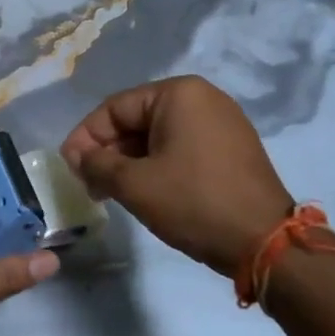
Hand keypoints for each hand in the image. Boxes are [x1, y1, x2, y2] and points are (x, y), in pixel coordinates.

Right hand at [62, 76, 291, 276]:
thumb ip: (97, 164)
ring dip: (130, 161)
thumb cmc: (194, 202)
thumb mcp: (135, 184)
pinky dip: (157, 164)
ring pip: (158, 135)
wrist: (265, 241)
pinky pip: (182, 147)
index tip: (69, 167)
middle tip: (89, 184)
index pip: (115, 108)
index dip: (85, 137)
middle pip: (137, 119)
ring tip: (112, 192)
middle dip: (108, 151)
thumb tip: (78, 157)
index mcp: (179, 94)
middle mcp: (202, 98)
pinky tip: (146, 191)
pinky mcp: (233, 147)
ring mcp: (222, 122)